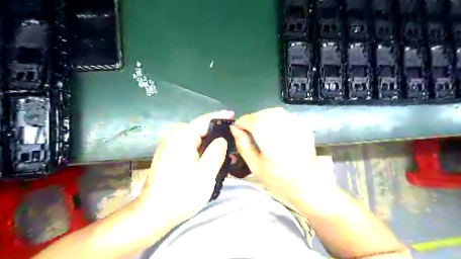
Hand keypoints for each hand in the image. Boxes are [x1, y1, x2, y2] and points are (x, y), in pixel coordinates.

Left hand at [136, 111, 232, 235]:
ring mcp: (170, 149)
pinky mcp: (170, 159)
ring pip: (195, 140)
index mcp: (181, 139)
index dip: (219, 117)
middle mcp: (173, 140)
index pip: (203, 121)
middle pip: (199, 129)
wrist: (153, 215)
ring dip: (210, 143)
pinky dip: (202, 151)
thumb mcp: (205, 173)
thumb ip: (216, 152)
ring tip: (225, 149)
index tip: (233, 115)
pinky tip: (211, 158)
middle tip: (232, 137)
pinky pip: (189, 149)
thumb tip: (221, 140)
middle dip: (216, 131)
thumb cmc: (181, 194)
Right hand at [233, 108, 337, 204]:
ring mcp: (296, 125)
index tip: (237, 128)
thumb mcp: (255, 165)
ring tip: (260, 129)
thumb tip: (234, 128)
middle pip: (262, 114)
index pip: (251, 120)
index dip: (241, 122)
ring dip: (263, 117)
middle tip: (248, 130)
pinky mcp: (303, 125)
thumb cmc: (278, 177)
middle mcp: (283, 128)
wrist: (307, 181)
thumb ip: (243, 145)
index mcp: (270, 140)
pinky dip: (276, 118)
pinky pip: (285, 114)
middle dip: (252, 119)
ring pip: (273, 111)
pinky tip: (275, 129)